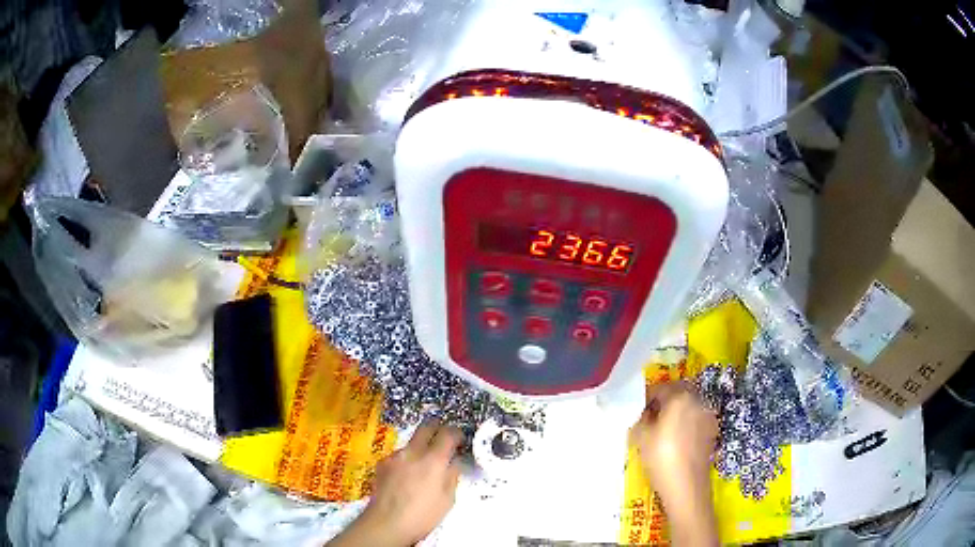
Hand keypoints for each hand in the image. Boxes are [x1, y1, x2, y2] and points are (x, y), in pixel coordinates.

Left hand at [329, 422, 461, 546]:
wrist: (387, 523)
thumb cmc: (423, 515)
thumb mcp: (448, 499)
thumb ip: (452, 475)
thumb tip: (454, 462)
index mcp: (434, 460)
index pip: (448, 433)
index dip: (457, 433)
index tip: (460, 440)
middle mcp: (413, 452)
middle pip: (426, 427)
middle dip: (437, 430)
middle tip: (443, 442)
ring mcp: (395, 456)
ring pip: (411, 442)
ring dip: (420, 448)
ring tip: (423, 467)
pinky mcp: (382, 463)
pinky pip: (399, 455)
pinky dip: (406, 460)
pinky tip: (406, 477)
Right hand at [629, 382, 718, 545]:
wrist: (687, 486)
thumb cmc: (661, 458)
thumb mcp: (641, 437)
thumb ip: (640, 418)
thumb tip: (644, 414)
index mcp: (680, 397)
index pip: (661, 387)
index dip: (647, 397)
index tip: (637, 409)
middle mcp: (698, 401)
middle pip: (679, 393)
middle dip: (664, 401)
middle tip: (650, 416)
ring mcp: (708, 416)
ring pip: (689, 406)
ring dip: (677, 411)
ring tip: (663, 429)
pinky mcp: (712, 431)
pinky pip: (696, 419)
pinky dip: (687, 423)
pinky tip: (677, 439)